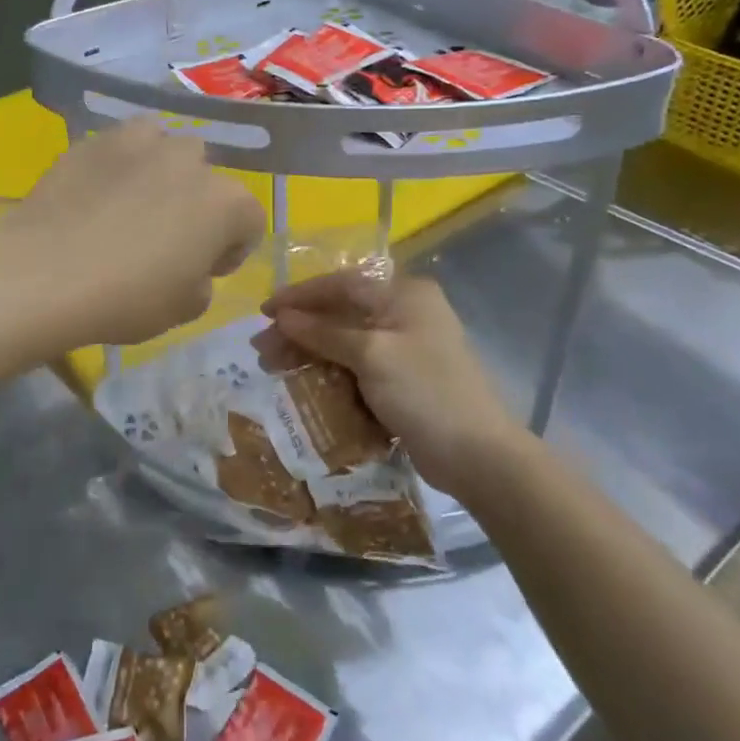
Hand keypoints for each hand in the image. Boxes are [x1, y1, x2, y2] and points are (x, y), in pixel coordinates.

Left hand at [0, 121, 263, 350]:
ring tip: (131, 205)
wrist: (44, 272)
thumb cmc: (127, 298)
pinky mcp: (93, 140)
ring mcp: (139, 143)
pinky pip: (120, 148)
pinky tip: (94, 196)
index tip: (204, 271)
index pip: (250, 221)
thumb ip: (202, 281)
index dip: (231, 249)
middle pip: (208, 179)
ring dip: (160, 173)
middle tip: (166, 239)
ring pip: (165, 149)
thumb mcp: (184, 310)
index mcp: (226, 203)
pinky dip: (118, 166)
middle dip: (196, 205)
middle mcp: (190, 160)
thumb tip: (191, 267)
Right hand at [256, 273, 528, 497]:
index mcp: (404, 294)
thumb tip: (282, 317)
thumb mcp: (371, 355)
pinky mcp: (401, 378)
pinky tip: (302, 382)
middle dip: (299, 329)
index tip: (264, 312)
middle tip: (262, 348)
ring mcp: (404, 347)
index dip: (299, 297)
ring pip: (344, 342)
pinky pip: (355, 366)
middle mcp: (404, 313)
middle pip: (339, 313)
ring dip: (309, 352)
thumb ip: (323, 332)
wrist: (477, 456)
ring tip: (272, 367)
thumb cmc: (424, 391)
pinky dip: (329, 371)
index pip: (341, 284)